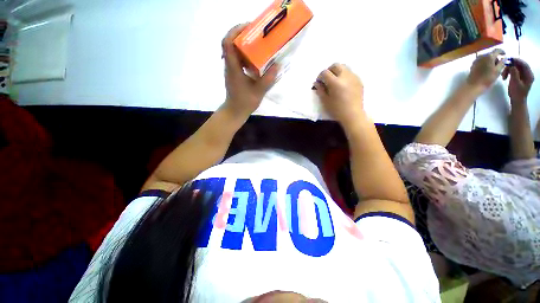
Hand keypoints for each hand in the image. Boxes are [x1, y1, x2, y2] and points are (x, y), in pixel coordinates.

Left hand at [222, 24, 277, 117]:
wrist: (235, 111)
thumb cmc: (244, 102)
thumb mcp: (258, 91)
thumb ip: (268, 79)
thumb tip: (277, 65)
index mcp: (233, 67)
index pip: (227, 42)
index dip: (235, 31)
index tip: (249, 27)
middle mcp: (230, 65)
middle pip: (230, 42)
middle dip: (242, 34)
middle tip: (257, 34)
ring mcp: (231, 69)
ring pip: (234, 50)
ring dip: (245, 45)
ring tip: (258, 44)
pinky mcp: (234, 74)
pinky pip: (238, 59)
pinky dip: (246, 55)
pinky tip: (256, 60)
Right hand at [313, 63, 364, 128]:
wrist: (353, 115)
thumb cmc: (337, 110)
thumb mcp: (325, 101)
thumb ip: (320, 90)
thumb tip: (316, 83)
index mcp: (335, 82)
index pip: (325, 72)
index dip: (320, 76)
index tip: (319, 82)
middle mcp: (345, 76)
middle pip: (336, 65)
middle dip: (329, 70)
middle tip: (326, 79)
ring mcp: (354, 77)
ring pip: (344, 67)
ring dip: (337, 71)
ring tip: (335, 81)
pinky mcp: (359, 80)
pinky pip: (350, 73)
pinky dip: (344, 76)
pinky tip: (343, 85)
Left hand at [467, 49, 505, 88]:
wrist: (473, 85)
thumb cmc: (487, 79)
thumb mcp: (498, 71)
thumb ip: (502, 63)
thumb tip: (504, 58)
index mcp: (489, 56)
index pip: (497, 50)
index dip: (502, 51)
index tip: (505, 54)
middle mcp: (482, 56)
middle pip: (491, 54)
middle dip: (496, 58)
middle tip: (499, 65)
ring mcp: (476, 60)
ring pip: (486, 57)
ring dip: (490, 61)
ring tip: (493, 68)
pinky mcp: (473, 65)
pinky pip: (481, 61)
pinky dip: (485, 63)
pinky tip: (487, 69)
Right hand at [502, 58, 534, 102]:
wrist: (517, 101)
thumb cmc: (517, 94)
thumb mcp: (515, 83)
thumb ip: (514, 73)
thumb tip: (511, 64)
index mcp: (529, 75)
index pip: (524, 64)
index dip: (517, 61)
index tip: (509, 60)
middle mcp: (527, 73)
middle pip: (519, 65)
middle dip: (511, 66)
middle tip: (504, 69)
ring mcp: (523, 75)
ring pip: (515, 67)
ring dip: (508, 69)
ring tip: (503, 75)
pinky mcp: (519, 76)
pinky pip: (514, 71)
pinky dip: (508, 71)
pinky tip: (505, 76)